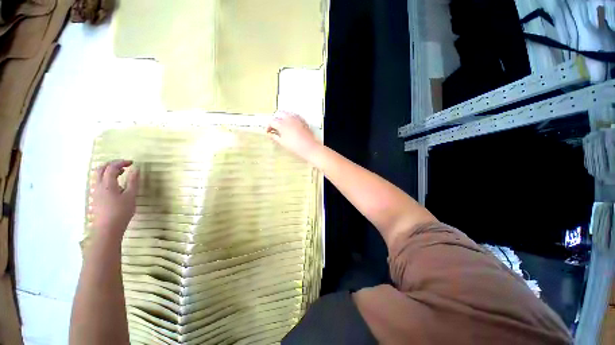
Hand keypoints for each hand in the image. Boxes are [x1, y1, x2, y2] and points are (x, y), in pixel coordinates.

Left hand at [91, 160, 139, 238]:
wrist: (107, 228)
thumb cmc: (121, 211)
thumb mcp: (131, 196)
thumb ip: (132, 181)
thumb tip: (135, 169)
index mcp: (107, 184)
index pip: (112, 167)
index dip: (121, 162)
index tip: (132, 163)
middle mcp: (98, 185)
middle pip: (101, 169)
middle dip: (112, 164)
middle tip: (124, 165)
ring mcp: (95, 191)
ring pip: (98, 175)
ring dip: (108, 170)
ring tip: (121, 173)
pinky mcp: (96, 197)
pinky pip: (99, 182)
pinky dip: (106, 177)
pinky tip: (115, 184)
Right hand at [267, 111, 321, 161]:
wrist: (310, 147)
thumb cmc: (296, 146)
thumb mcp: (283, 143)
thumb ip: (275, 137)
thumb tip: (270, 134)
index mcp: (282, 124)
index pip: (272, 122)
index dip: (268, 126)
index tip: (268, 131)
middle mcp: (289, 119)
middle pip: (278, 115)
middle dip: (275, 120)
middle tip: (274, 127)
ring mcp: (296, 118)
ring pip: (286, 113)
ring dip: (282, 118)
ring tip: (281, 126)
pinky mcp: (302, 120)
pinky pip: (294, 115)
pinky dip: (290, 118)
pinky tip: (290, 124)